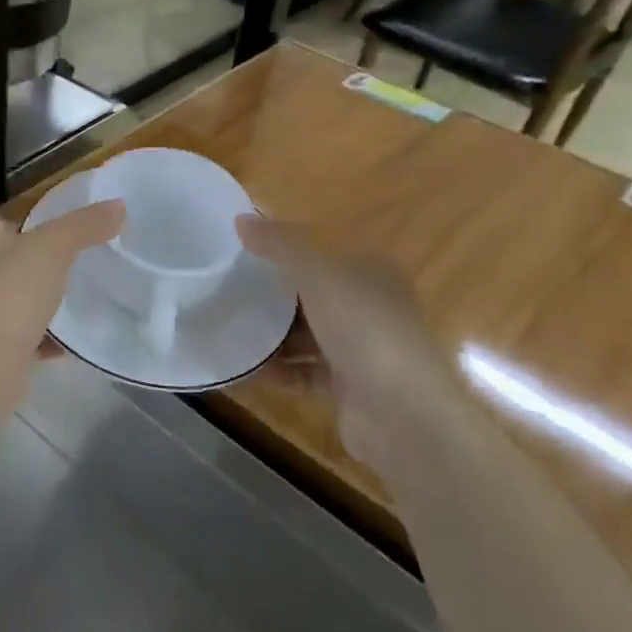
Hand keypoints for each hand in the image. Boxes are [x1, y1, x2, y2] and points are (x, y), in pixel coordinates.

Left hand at [0, 201, 124, 424]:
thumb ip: (84, 225)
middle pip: (19, 257)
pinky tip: (77, 339)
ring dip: (50, 300)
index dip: (46, 219)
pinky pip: (26, 333)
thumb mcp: (52, 248)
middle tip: (93, 260)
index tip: (83, 227)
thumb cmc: (7, 294)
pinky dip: (48, 336)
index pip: (14, 216)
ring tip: (91, 295)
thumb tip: (119, 205)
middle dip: (50, 262)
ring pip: (22, 296)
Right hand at [236, 215, 464, 468]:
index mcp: (373, 274)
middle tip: (229, 293)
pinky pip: (304, 372)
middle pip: (314, 297)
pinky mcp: (350, 388)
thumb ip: (279, 245)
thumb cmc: (364, 329)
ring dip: (274, 336)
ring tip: (230, 328)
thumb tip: (240, 219)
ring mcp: (363, 351)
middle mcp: (372, 309)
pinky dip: (279, 370)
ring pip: (308, 336)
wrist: (402, 412)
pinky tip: (246, 367)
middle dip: (275, 297)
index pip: (325, 257)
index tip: (245, 257)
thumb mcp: (317, 274)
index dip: (288, 254)